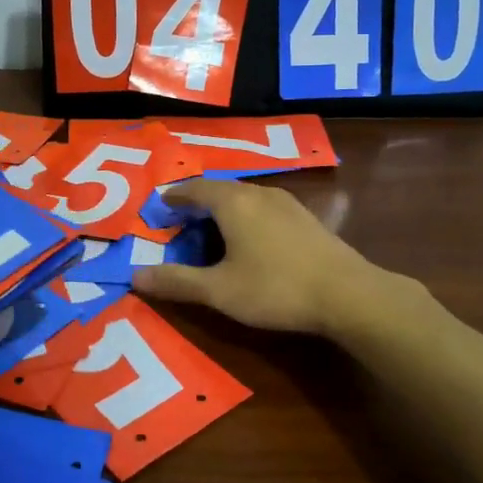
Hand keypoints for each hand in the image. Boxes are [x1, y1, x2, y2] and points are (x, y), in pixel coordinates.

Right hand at [131, 178, 385, 337]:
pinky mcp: (305, 218)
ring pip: (245, 197)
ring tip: (212, 232)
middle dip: (198, 203)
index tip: (159, 207)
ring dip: (224, 210)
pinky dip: (246, 217)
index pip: (194, 188)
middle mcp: (258, 193)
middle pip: (220, 189)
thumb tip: (134, 276)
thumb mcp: (219, 290)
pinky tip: (251, 241)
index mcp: (233, 202)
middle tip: (181, 223)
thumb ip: (177, 281)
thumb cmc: (276, 288)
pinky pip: (264, 208)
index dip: (174, 197)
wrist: (348, 294)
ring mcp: (286, 203)